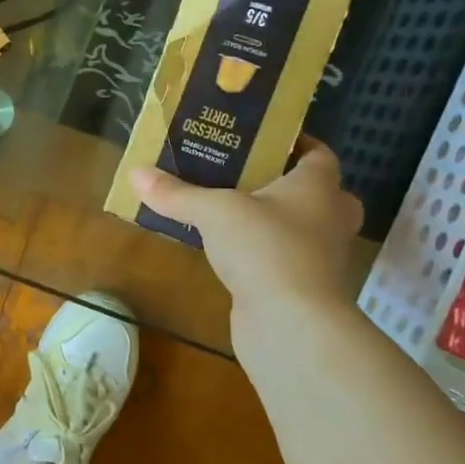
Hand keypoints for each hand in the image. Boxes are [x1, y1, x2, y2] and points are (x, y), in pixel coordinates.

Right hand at [131, 138, 361, 314]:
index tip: (259, 138)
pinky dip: (262, 252)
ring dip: (272, 220)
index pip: (318, 153)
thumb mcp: (212, 211)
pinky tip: (229, 250)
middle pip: (316, 192)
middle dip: (285, 183)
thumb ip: (176, 192)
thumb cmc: (265, 248)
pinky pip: (284, 258)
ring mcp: (322, 257)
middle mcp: (330, 218)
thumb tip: (135, 172)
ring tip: (228, 209)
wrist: (292, 325)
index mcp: (319, 186)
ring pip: (300, 227)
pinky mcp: (306, 289)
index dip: (294, 142)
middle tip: (244, 174)